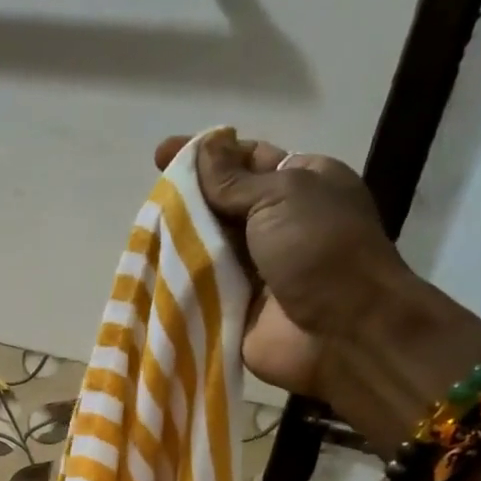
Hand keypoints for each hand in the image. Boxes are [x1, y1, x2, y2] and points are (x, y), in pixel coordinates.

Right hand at [155, 132, 480, 448]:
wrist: (340, 331)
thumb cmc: (320, 249)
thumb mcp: (281, 195)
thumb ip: (234, 179)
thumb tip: (203, 149)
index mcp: (300, 184)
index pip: (246, 160)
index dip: (206, 154)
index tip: (163, 154)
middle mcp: (275, 224)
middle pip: (221, 205)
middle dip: (185, 199)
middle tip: (147, 197)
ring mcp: (253, 270)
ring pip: (206, 247)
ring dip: (176, 241)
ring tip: (139, 233)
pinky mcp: (233, 308)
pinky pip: (200, 289)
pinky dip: (176, 282)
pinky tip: (145, 272)